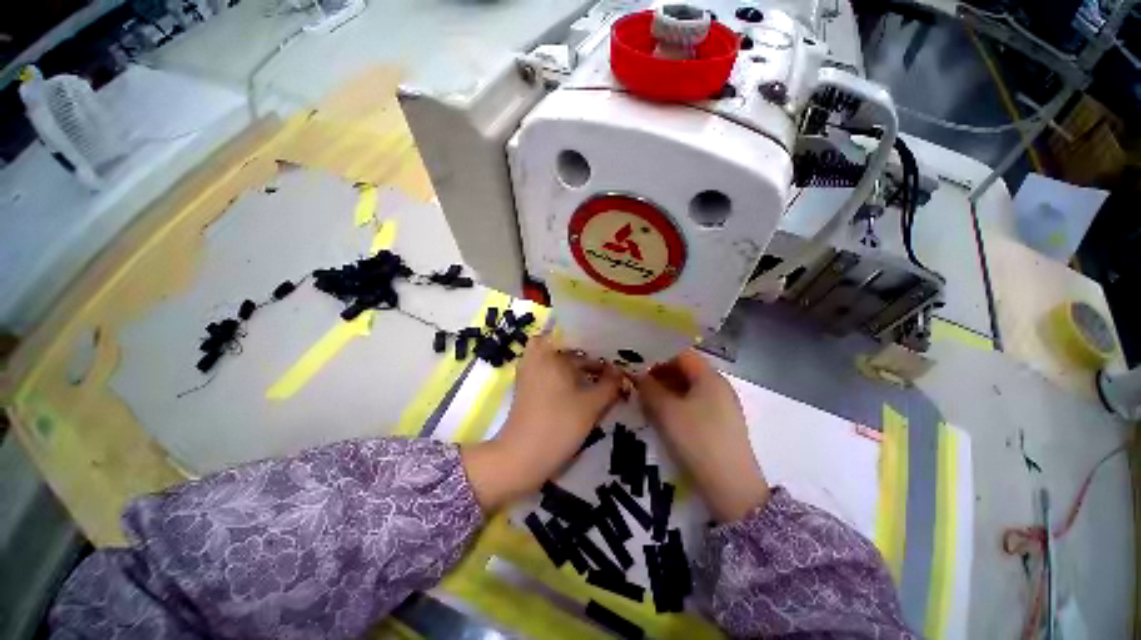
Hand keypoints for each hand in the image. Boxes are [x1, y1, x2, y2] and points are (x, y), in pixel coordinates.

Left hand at [463, 335, 623, 510]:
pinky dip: (565, 378)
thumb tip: (621, 372)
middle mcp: (536, 358)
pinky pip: (550, 374)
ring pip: (558, 363)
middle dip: (588, 358)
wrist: (521, 459)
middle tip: (609, 369)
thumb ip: (610, 385)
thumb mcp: (591, 405)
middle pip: (567, 350)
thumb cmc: (558, 425)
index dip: (595, 345)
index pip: (576, 338)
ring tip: (598, 380)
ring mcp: (529, 374)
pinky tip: (582, 391)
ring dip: (577, 369)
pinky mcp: (527, 389)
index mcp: (549, 354)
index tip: (613, 354)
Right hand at [635, 350, 769, 522]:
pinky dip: (675, 404)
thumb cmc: (696, 439)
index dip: (657, 356)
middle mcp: (718, 386)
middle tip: (637, 382)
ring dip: (666, 390)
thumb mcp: (666, 411)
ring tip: (645, 399)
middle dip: (659, 374)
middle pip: (684, 370)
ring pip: (688, 388)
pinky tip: (662, 415)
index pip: (680, 354)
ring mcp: (721, 406)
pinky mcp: (719, 424)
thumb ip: (648, 388)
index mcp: (709, 377)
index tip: (636, 363)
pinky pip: (693, 404)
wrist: (731, 487)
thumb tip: (637, 375)